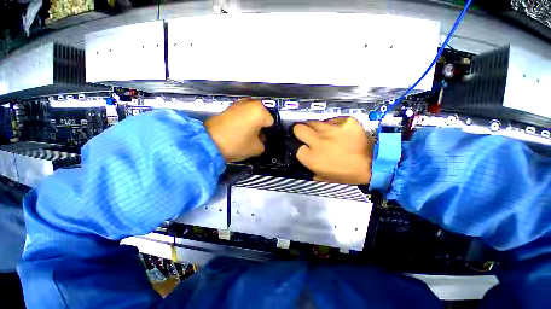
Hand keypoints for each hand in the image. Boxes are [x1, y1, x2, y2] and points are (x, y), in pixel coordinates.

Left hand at [205, 98, 273, 161]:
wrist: (209, 142)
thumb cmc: (237, 144)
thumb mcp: (257, 149)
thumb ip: (264, 144)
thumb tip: (260, 140)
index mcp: (260, 111)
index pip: (272, 123)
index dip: (269, 134)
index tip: (264, 141)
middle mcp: (251, 103)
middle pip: (262, 117)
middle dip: (261, 127)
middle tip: (257, 138)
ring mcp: (239, 103)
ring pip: (252, 114)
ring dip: (253, 123)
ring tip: (247, 134)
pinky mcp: (230, 107)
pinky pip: (243, 113)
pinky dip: (244, 120)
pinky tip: (239, 130)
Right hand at [293, 117, 373, 184]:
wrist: (373, 165)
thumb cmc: (346, 174)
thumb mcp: (322, 176)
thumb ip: (309, 167)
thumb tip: (303, 156)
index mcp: (312, 158)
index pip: (296, 147)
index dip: (301, 148)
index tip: (305, 148)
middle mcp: (318, 141)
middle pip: (299, 128)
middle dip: (300, 131)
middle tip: (306, 135)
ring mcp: (332, 129)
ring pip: (314, 122)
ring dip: (316, 128)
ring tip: (324, 134)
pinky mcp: (346, 121)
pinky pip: (332, 120)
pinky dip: (333, 125)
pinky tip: (339, 132)